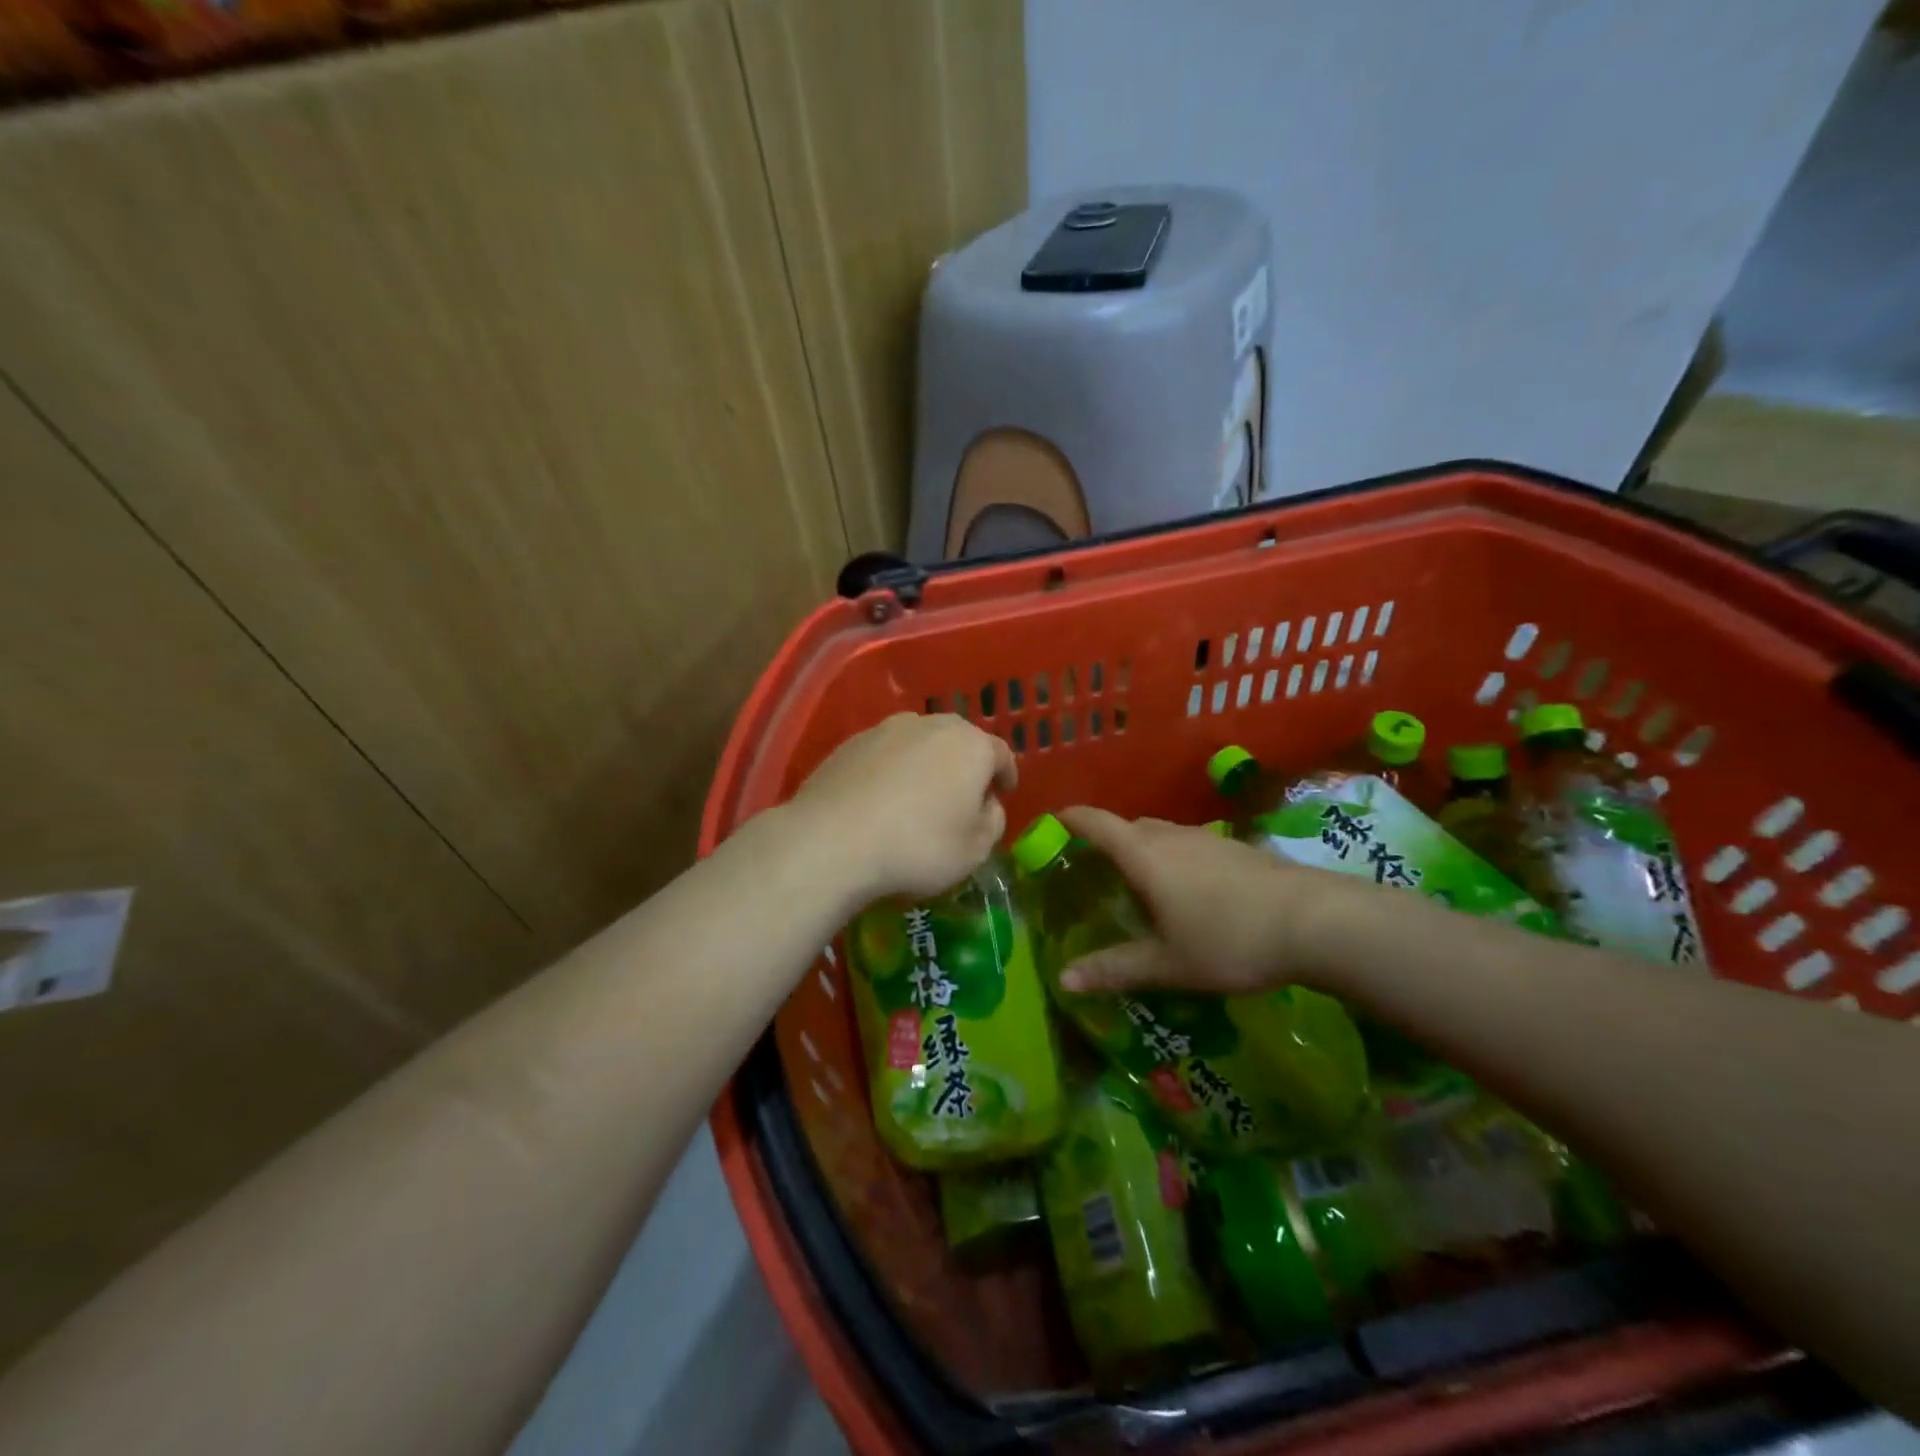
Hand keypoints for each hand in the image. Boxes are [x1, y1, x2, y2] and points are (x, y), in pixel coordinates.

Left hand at [787, 713, 1016, 904]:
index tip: (1004, 792)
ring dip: (926, 764)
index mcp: (971, 745)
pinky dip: (892, 770)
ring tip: (920, 795)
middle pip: (958, 741)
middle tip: (963, 794)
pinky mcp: (850, 743)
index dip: (1005, 774)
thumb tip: (985, 804)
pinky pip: (885, 755)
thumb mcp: (975, 849)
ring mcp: (886, 729)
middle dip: (965, 764)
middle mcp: (931, 725)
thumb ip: (992, 821)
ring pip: (919, 743)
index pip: (1000, 754)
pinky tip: (883, 798)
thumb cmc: (919, 846)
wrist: (833, 840)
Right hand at [1055, 806, 1371, 994]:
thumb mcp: (1168, 963)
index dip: (1070, 819)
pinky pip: (1188, 844)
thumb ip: (1114, 968)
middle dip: (1105, 840)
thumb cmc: (1229, 939)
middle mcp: (1171, 835)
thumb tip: (1064, 979)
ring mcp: (1207, 838)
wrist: (1317, 921)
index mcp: (1144, 854)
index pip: (1095, 823)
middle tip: (1090, 869)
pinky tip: (1187, 891)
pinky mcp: (1237, 848)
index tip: (1051, 823)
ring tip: (1136, 882)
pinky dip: (1172, 857)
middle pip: (1128, 826)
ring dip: (1142, 848)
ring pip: (1161, 834)